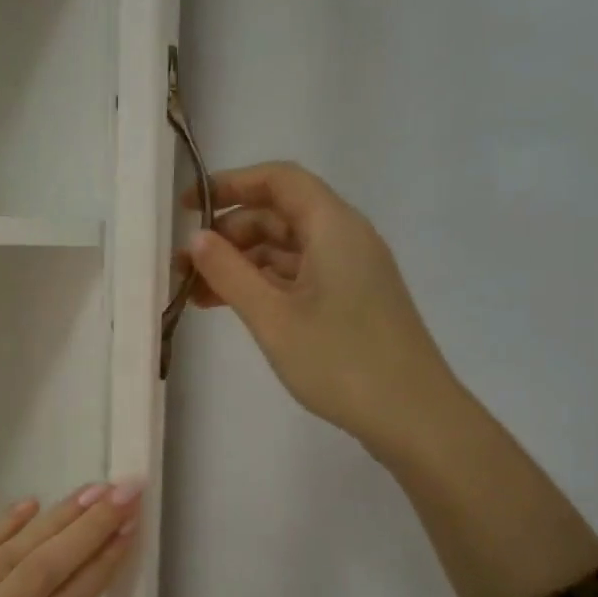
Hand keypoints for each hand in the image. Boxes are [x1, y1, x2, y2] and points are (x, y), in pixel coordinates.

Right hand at [178, 161, 462, 456]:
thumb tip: (196, 239)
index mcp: (333, 227)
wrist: (412, 416)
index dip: (229, 185)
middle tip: (184, 265)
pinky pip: (298, 276)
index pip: (278, 180)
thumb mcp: (273, 317)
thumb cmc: (340, 361)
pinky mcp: (351, 300)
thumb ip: (229, 273)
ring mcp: (351, 271)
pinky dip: (263, 285)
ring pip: (286, 249)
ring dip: (241, 264)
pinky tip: (231, 308)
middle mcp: (345, 238)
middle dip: (229, 233)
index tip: (187, 208)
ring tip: (196, 294)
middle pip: (279, 214)